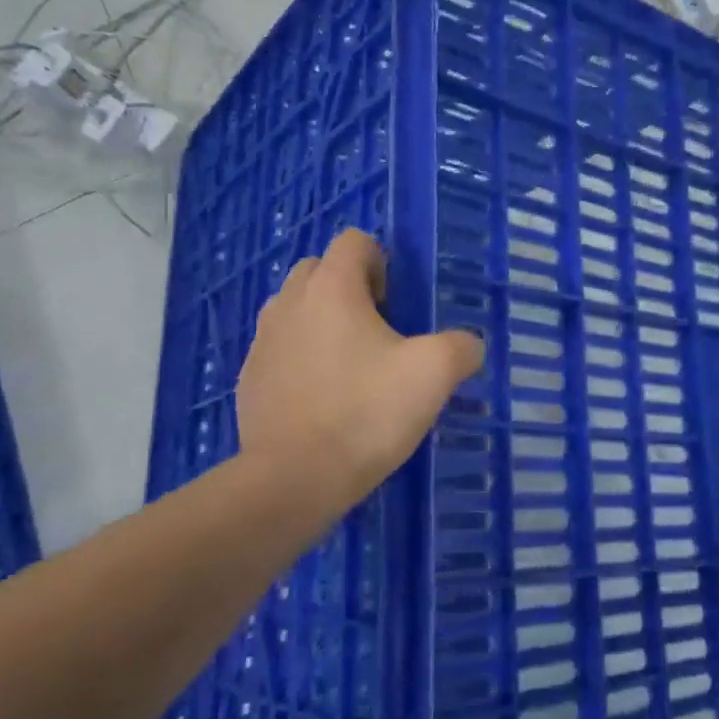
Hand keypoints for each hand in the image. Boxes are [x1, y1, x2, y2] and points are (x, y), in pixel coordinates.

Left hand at [238, 229, 483, 517]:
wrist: (294, 478)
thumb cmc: (366, 412)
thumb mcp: (434, 374)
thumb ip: (460, 347)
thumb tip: (468, 345)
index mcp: (331, 288)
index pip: (354, 241)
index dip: (381, 262)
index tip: (395, 305)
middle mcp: (289, 302)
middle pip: (319, 270)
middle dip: (348, 288)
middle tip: (376, 331)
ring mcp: (262, 340)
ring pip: (295, 309)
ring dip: (321, 321)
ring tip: (349, 364)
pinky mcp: (249, 378)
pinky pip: (279, 349)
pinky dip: (300, 358)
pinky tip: (322, 398)